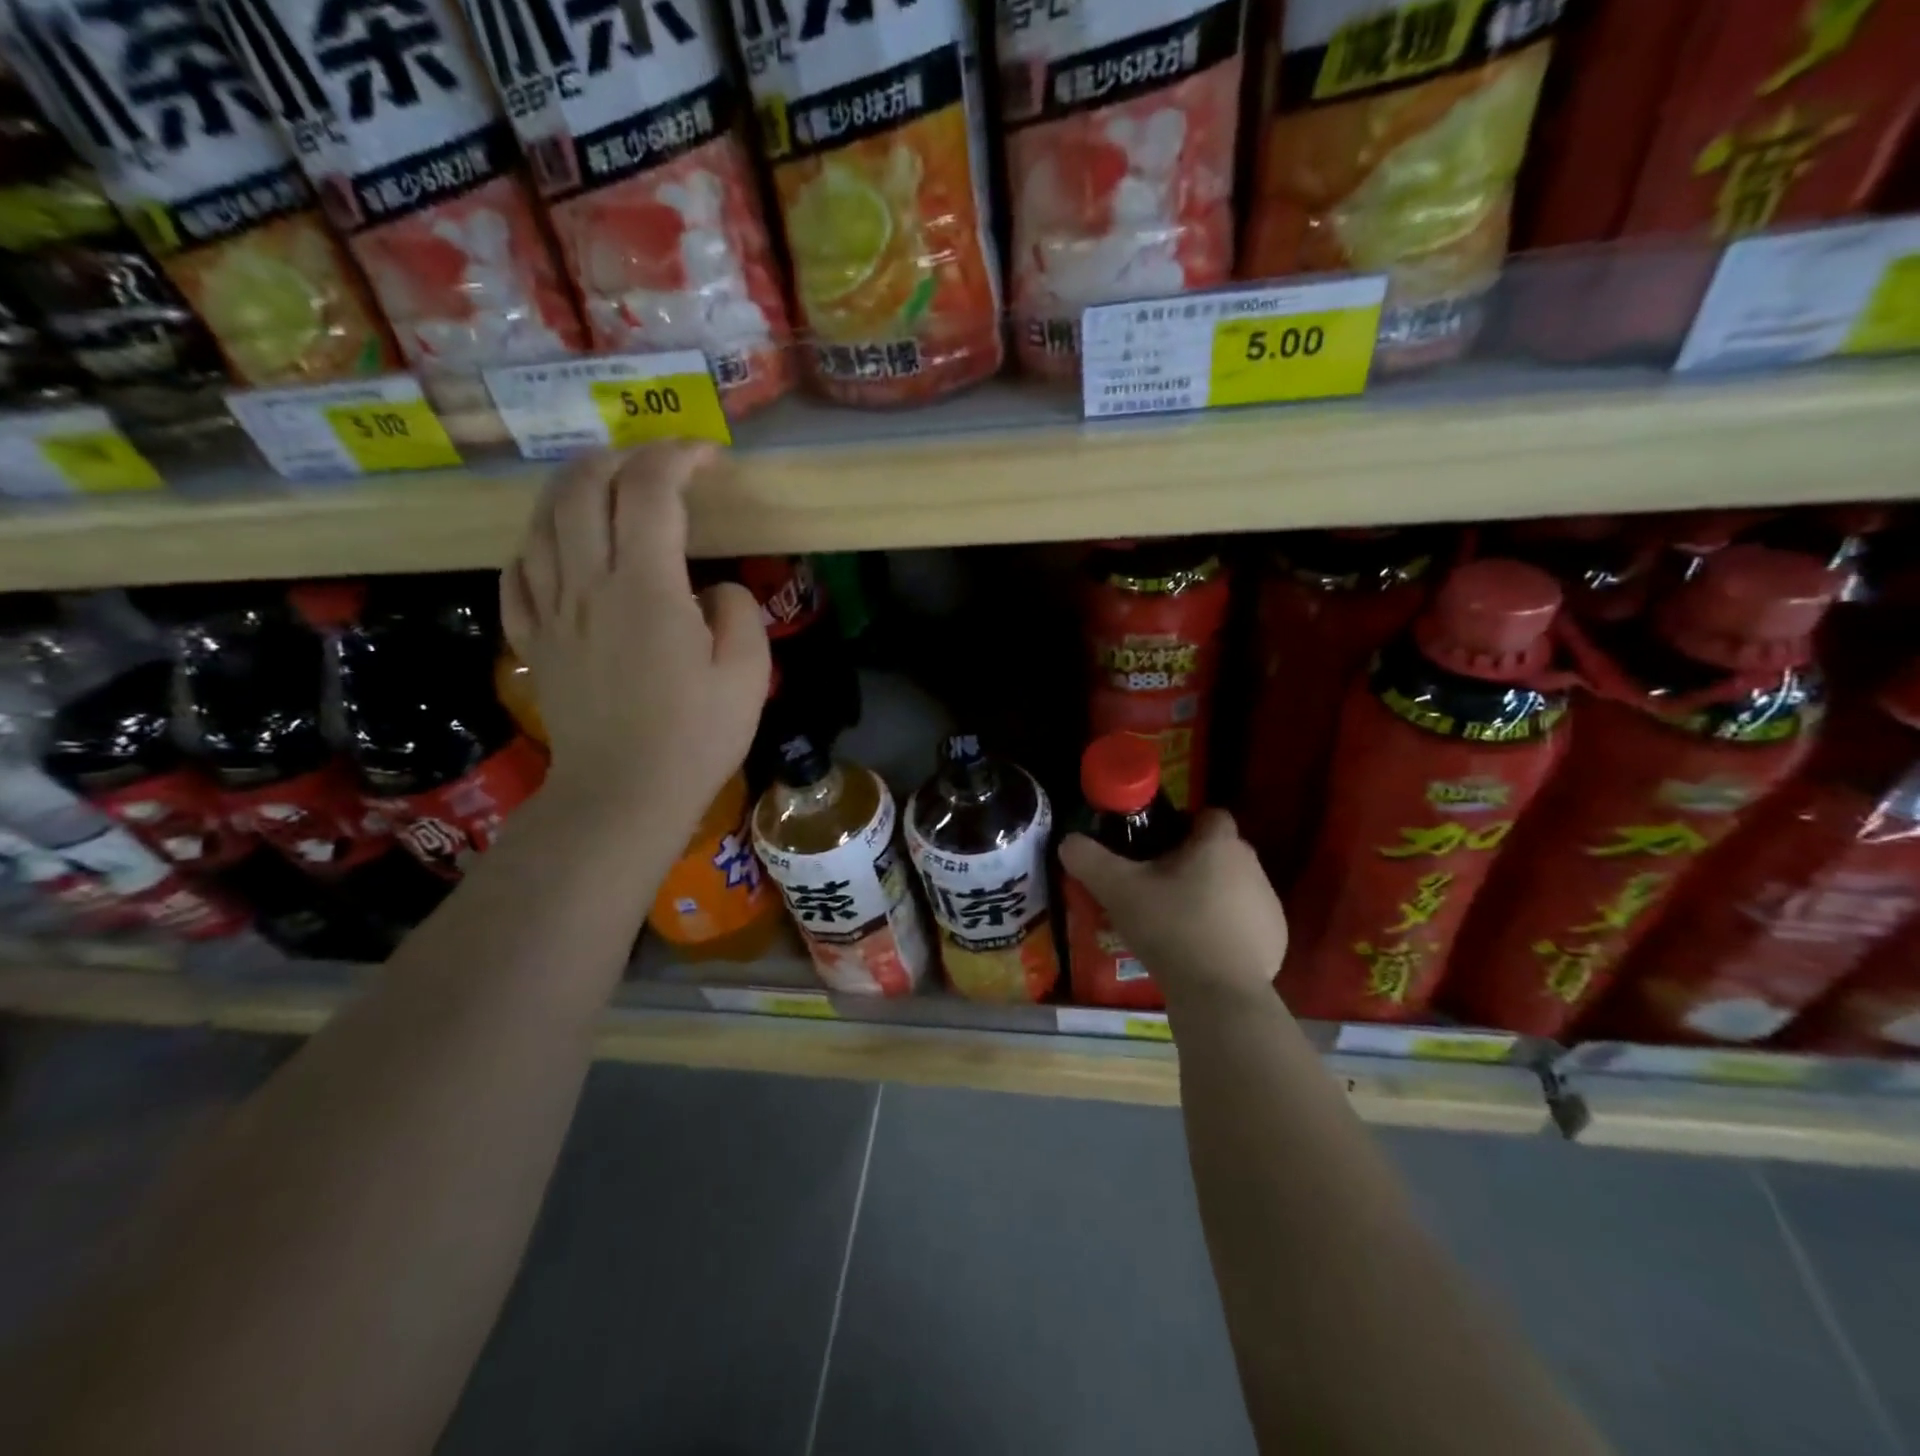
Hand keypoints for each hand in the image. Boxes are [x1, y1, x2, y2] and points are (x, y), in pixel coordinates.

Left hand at [501, 445, 769, 829]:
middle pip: (582, 489)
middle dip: (619, 458)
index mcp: (646, 588)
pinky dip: (535, 545)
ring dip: (572, 488)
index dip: (677, 458)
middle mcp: (587, 585)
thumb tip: (711, 590)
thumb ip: (737, 613)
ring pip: (542, 523)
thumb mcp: (748, 674)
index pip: (650, 492)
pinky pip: (517, 575)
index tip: (708, 456)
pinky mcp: (534, 643)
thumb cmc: (695, 737)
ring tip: (603, 486)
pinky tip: (554, 548)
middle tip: (655, 463)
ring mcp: (551, 613)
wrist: (624, 794)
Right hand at [1059, 810, 1288, 1006]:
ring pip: (1234, 885)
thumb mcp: (1117, 890)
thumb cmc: (1170, 929)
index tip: (1157, 846)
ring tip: (1177, 921)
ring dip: (1210, 894)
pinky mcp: (1277, 939)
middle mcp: (1252, 865)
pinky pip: (1246, 920)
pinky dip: (1227, 927)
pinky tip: (1201, 950)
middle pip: (1219, 850)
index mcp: (1219, 844)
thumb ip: (1089, 859)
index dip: (1183, 824)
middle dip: (1192, 862)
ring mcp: (1269, 903)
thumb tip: (1068, 842)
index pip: (1208, 814)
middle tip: (1157, 886)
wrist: (1219, 996)